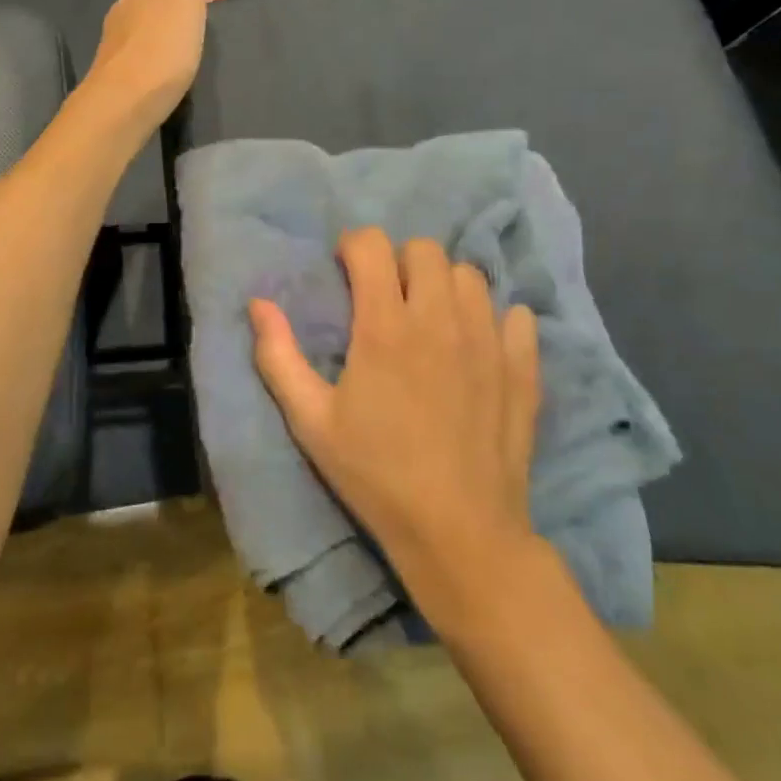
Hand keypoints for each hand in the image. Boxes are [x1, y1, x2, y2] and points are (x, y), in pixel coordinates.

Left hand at [88, 0, 229, 129]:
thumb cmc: (161, 44)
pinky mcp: (123, 66)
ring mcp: (122, 36)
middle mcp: (129, 4)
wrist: (123, 102)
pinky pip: (151, 37)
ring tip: (202, 17)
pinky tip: (174, 50)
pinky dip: (169, 32)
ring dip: (180, 7)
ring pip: (156, 11)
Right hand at [249, 229, 544, 620]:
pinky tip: (477, 345)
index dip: (353, 247)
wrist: (460, 533)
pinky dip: (495, 318)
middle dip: (398, 261)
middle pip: (424, 250)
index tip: (345, 271)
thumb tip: (258, 302)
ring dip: (444, 285)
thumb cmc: (375, 474)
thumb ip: (278, 356)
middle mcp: (439, 320)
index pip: (372, 246)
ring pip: (470, 276)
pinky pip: (517, 315)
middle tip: (386, 297)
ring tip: (430, 319)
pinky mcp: (523, 369)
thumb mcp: (311, 421)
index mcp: (385, 327)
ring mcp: (488, 342)